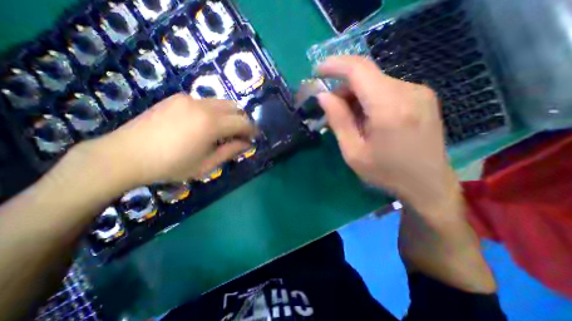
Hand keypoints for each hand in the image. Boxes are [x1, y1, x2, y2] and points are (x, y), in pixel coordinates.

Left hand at [79, 94, 254, 190]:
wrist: (125, 155)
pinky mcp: (177, 97)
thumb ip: (230, 151)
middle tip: (240, 135)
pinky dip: (214, 112)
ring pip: (221, 102)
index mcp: (211, 124)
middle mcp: (203, 105)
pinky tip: (204, 125)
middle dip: (242, 121)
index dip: (252, 130)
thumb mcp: (207, 164)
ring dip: (229, 115)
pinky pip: (205, 102)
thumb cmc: (171, 166)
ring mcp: (189, 98)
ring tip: (223, 131)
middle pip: (235, 107)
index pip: (243, 122)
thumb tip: (247, 144)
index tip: (255, 137)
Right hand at [317, 56, 459, 213]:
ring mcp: (419, 92)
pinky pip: (386, 89)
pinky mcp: (422, 97)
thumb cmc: (386, 173)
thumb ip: (338, 121)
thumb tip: (323, 96)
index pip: (358, 70)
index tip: (317, 70)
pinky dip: (369, 98)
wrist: (428, 185)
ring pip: (375, 82)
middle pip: (366, 75)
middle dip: (343, 89)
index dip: (334, 65)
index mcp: (389, 108)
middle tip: (332, 111)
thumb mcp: (353, 152)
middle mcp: (408, 91)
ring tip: (350, 120)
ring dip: (356, 95)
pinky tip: (367, 119)